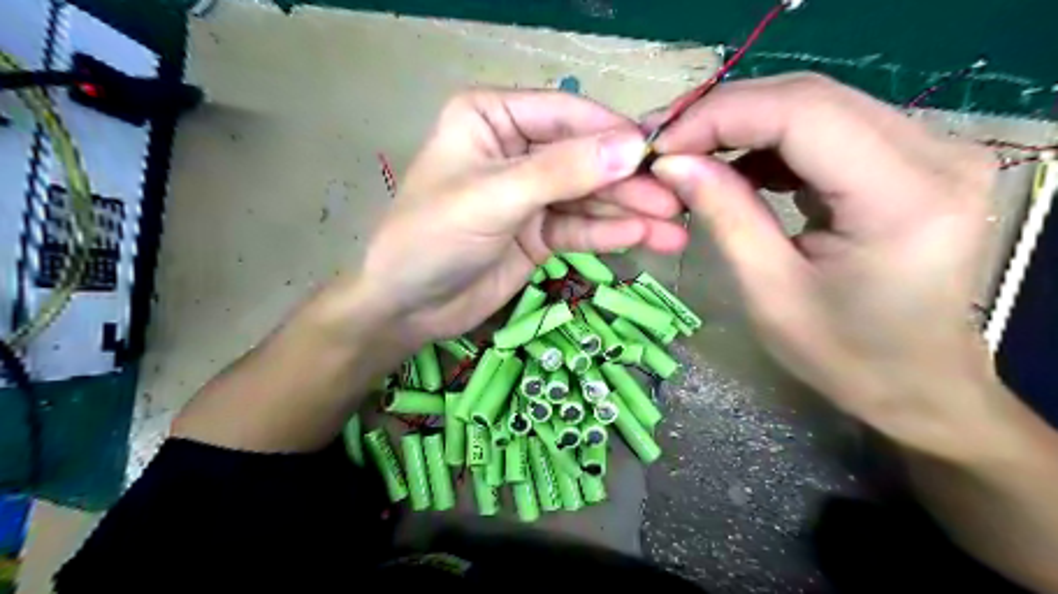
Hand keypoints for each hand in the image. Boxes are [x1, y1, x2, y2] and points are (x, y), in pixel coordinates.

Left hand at [353, 89, 686, 341]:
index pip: (567, 115)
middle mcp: (516, 149)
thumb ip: (562, 172)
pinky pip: (579, 229)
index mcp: (493, 117)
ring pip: (587, 198)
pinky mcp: (538, 233)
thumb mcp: (494, 197)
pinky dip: (608, 234)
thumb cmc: (432, 237)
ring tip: (672, 231)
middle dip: (628, 183)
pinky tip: (641, 239)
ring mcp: (530, 194)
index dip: (614, 135)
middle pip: (584, 159)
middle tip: (676, 203)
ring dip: (629, 213)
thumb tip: (631, 149)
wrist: (406, 307)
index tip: (661, 155)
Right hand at [649, 71, 1002, 458]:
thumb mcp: (768, 290)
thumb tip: (671, 161)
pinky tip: (737, 166)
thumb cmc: (843, 354)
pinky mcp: (912, 157)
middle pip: (810, 97)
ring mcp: (930, 148)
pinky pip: (828, 128)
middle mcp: (935, 153)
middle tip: (665, 142)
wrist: (915, 381)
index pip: (802, 114)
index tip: (661, 144)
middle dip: (725, 113)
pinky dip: (770, 140)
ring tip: (691, 153)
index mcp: (905, 197)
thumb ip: (724, 215)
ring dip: (744, 123)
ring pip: (816, 104)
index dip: (720, 117)